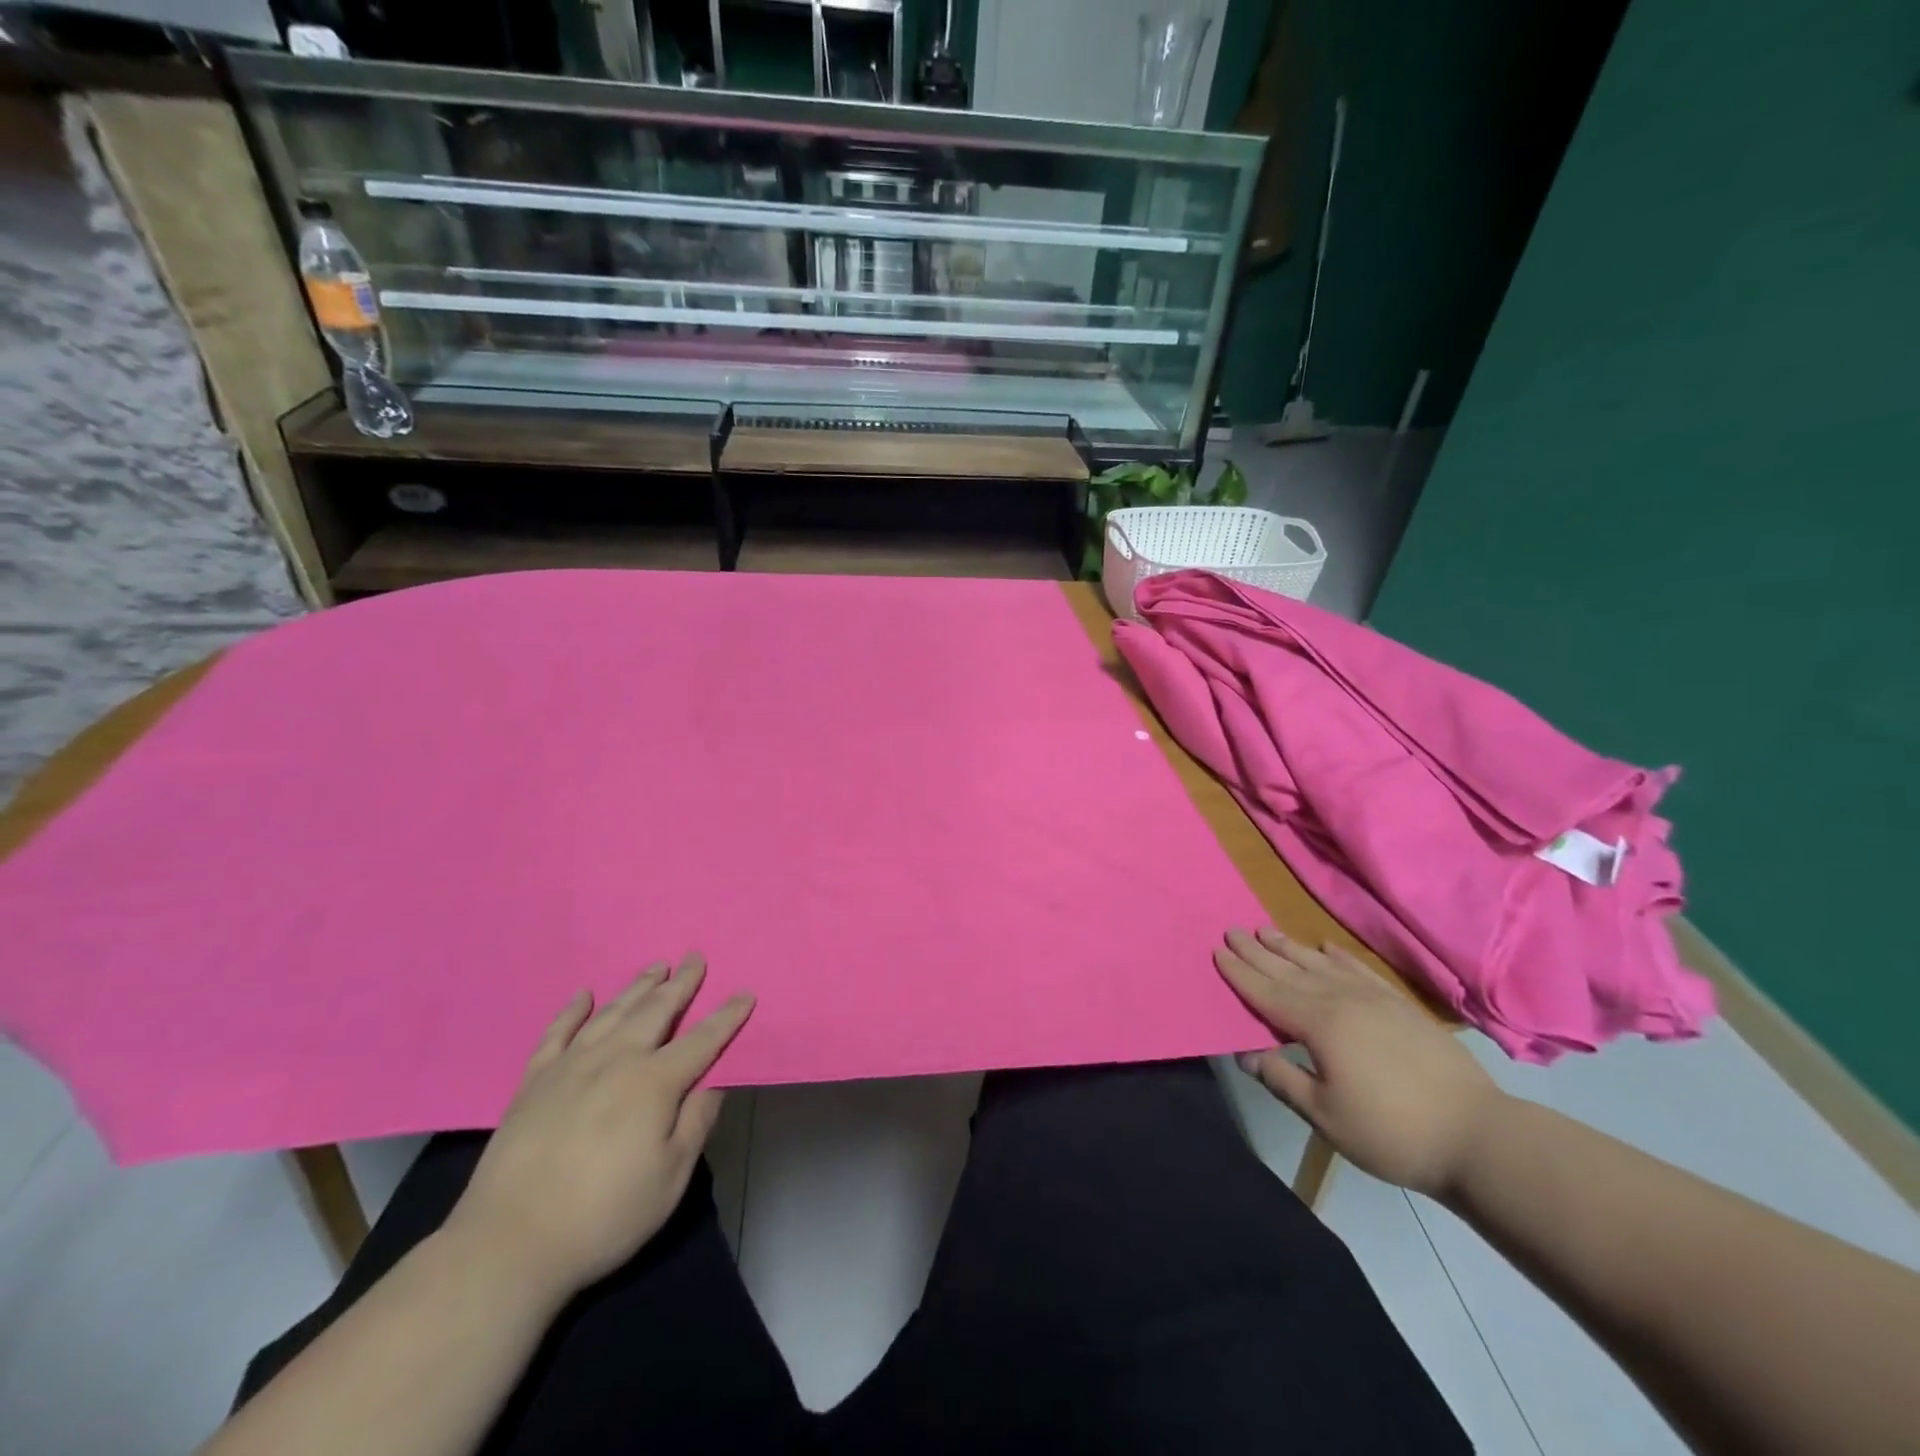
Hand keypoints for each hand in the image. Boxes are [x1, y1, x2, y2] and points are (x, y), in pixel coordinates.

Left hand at [444, 955, 753, 1300]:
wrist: (508, 1244)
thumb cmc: (603, 1215)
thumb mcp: (670, 1178)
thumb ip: (696, 1122)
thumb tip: (714, 1080)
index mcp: (654, 1083)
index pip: (702, 1040)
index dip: (727, 1016)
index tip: (745, 992)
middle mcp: (616, 1060)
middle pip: (656, 1011)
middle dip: (681, 983)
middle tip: (694, 958)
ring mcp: (570, 1066)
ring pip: (612, 1012)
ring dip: (637, 987)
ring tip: (655, 967)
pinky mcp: (533, 1082)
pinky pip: (557, 1033)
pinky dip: (572, 1010)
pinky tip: (583, 996)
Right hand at [1214, 928, 1501, 1197]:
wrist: (1479, 1137)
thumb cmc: (1392, 1133)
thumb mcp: (1327, 1117)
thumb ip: (1284, 1080)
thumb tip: (1247, 1056)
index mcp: (1320, 1025)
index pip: (1268, 993)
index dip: (1241, 973)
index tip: (1218, 951)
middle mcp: (1343, 1001)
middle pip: (1290, 971)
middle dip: (1258, 952)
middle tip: (1233, 930)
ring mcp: (1375, 1000)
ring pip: (1322, 965)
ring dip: (1292, 948)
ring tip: (1268, 931)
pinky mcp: (1401, 1007)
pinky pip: (1360, 971)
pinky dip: (1339, 957)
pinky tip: (1327, 947)